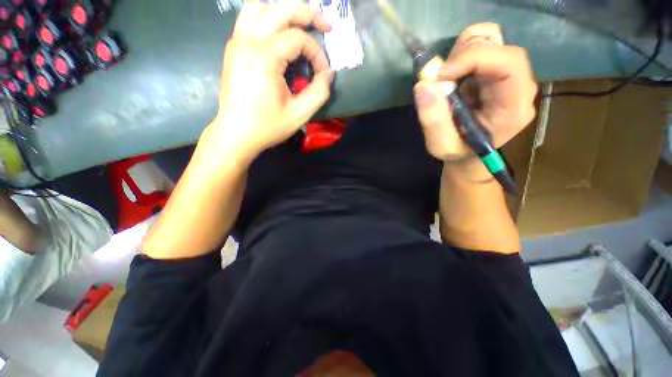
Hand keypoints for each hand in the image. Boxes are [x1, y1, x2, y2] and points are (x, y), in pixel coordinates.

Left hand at [205, 3, 334, 159]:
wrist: (236, 133)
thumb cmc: (267, 126)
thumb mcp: (300, 114)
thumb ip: (319, 92)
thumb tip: (328, 74)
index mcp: (265, 57)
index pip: (299, 38)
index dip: (317, 53)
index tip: (323, 74)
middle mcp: (248, 41)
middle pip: (281, 9)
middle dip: (308, 13)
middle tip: (326, 25)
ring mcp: (237, 42)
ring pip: (259, 7)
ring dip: (283, 10)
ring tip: (300, 23)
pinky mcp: (233, 48)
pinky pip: (249, 19)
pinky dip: (268, 18)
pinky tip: (280, 33)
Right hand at [414, 23, 537, 160]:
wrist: (469, 153)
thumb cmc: (459, 152)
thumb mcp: (441, 146)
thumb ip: (433, 120)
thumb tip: (423, 84)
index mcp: (514, 106)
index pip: (508, 63)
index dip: (473, 58)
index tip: (439, 75)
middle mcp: (519, 84)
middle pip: (497, 45)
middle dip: (461, 57)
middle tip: (438, 81)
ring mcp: (508, 75)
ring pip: (489, 39)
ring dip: (459, 55)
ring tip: (446, 82)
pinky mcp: (496, 70)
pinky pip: (480, 47)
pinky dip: (459, 56)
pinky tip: (452, 78)